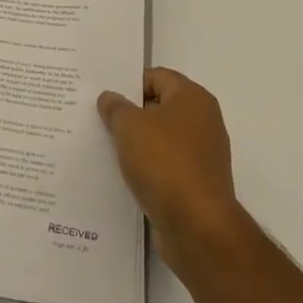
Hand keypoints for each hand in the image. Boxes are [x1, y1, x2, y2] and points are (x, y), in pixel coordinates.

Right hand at [98, 68, 243, 269]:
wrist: (197, 226)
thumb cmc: (164, 162)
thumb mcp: (129, 126)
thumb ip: (115, 107)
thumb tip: (109, 98)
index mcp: (193, 98)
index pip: (156, 76)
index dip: (128, 83)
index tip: (103, 97)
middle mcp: (204, 121)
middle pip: (159, 107)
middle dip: (130, 113)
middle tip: (99, 119)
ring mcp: (203, 154)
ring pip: (161, 138)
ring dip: (137, 143)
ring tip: (106, 148)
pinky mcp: (198, 183)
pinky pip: (166, 165)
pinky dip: (147, 167)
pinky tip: (124, 175)